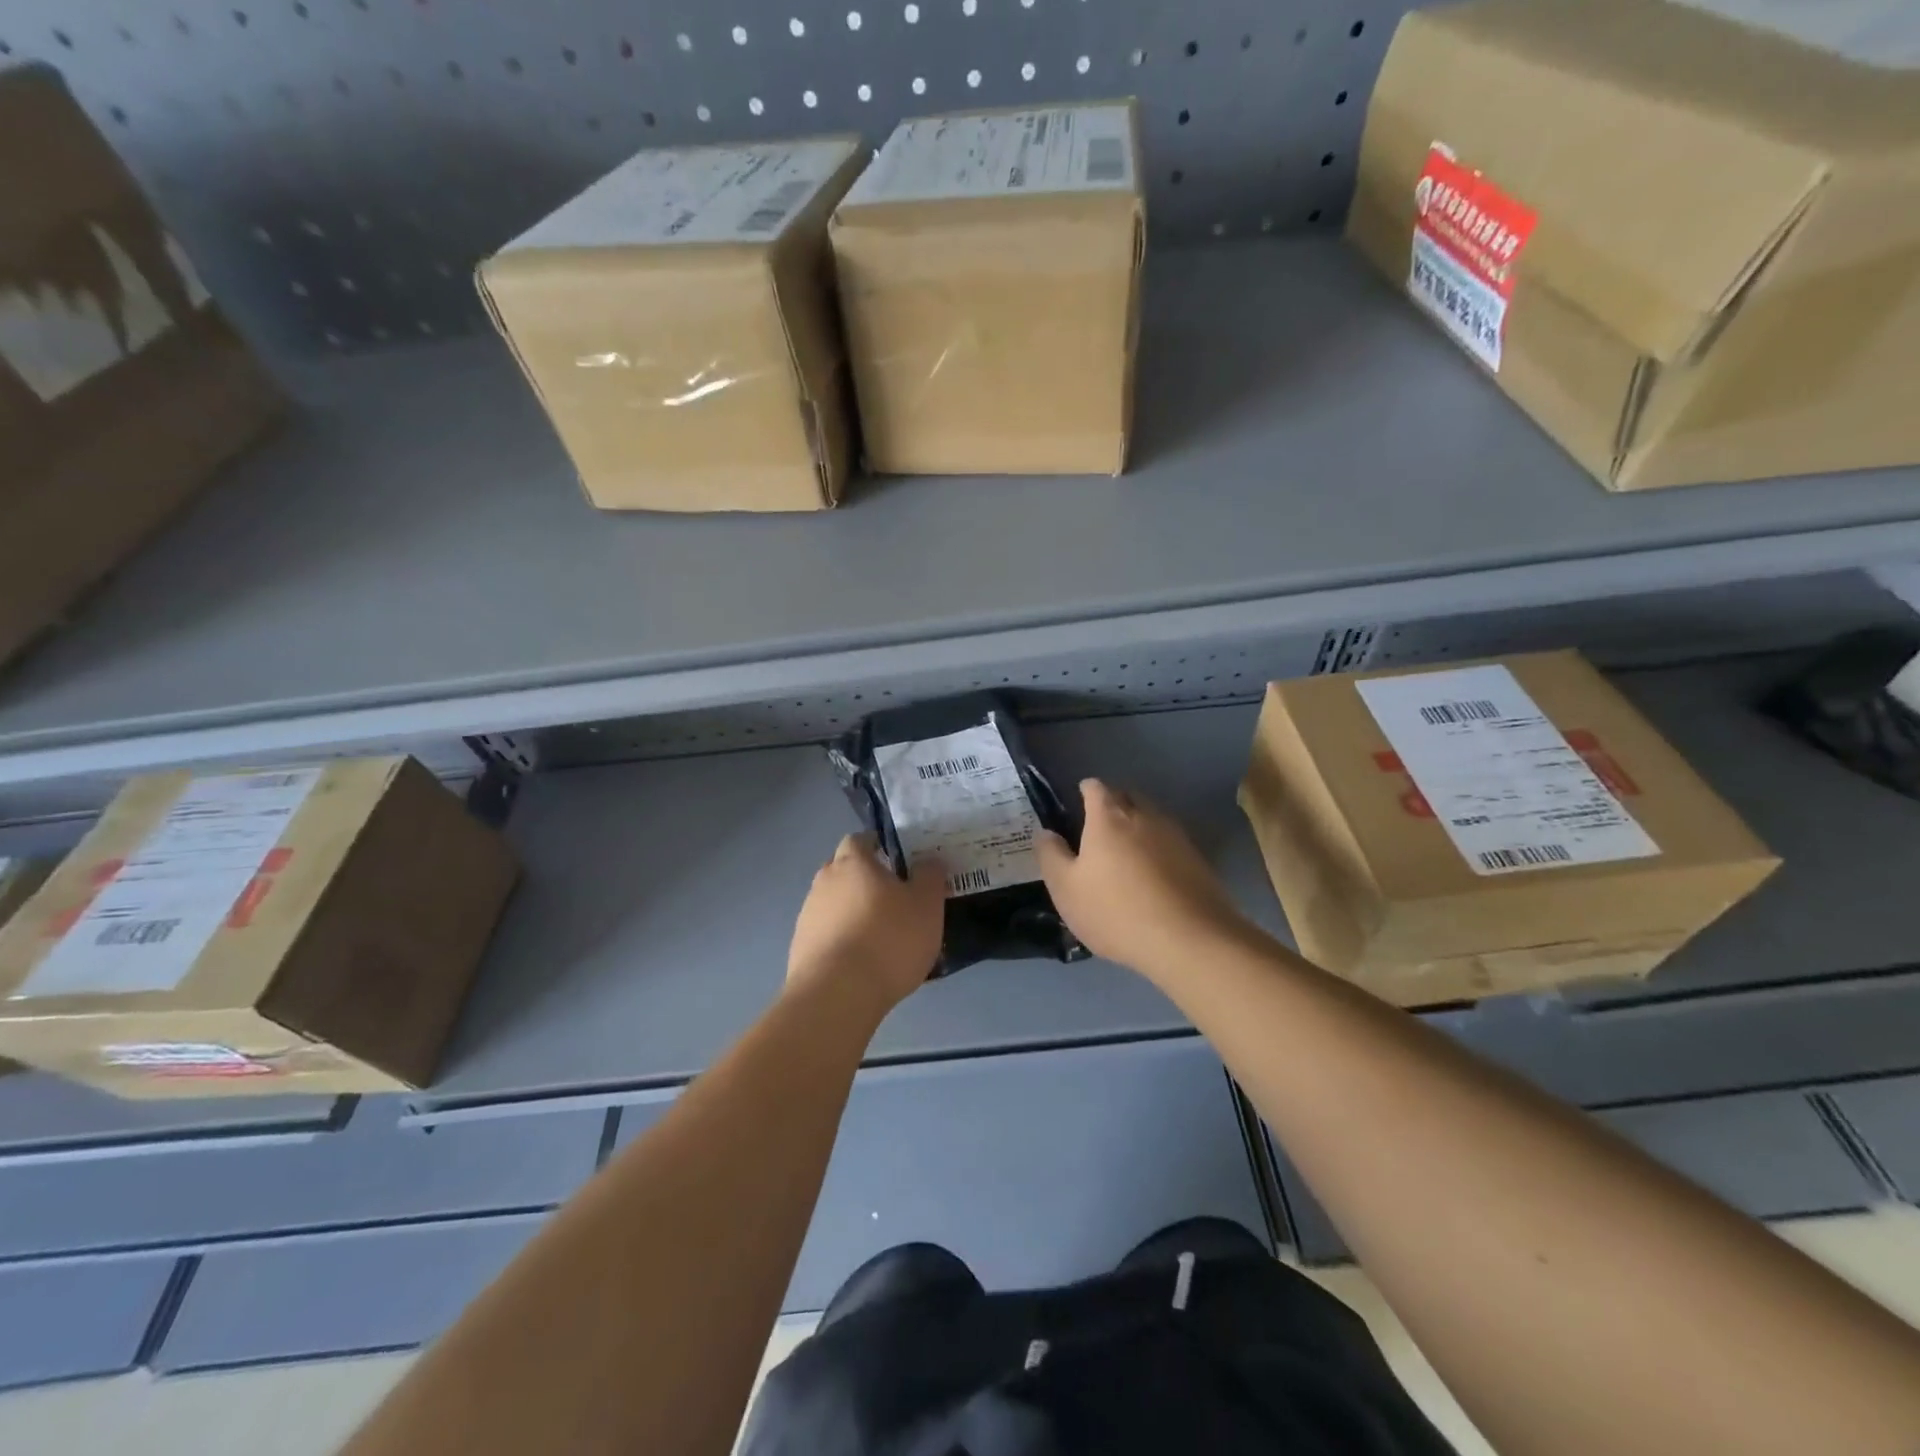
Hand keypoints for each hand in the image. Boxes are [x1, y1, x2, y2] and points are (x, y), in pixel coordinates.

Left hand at [788, 833, 945, 1013]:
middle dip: (866, 881)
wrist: (837, 994)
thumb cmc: (888, 939)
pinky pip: (827, 935)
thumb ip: (930, 876)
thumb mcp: (926, 904)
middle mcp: (824, 881)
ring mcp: (808, 915)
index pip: (860, 840)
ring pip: (835, 904)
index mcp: (853, 862)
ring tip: (881, 939)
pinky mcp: (800, 949)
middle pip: (844, 872)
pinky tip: (862, 963)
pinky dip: (843, 941)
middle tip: (894, 901)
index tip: (898, 863)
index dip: (878, 847)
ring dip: (853, 914)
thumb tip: (928, 862)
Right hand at [1038, 779, 1251, 977]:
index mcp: (1109, 816)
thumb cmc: (1116, 911)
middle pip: (1126, 796)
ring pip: (1151, 819)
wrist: (1189, 941)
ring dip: (1138, 829)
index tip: (1077, 805)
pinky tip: (1152, 878)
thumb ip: (1051, 855)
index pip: (1095, 787)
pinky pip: (1170, 844)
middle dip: (1112, 805)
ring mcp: (1176, 836)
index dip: (1084, 792)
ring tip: (1125, 856)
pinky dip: (1158, 851)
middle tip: (1098, 831)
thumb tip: (1045, 832)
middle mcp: (1145, 815)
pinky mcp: (1198, 860)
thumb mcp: (1066, 889)